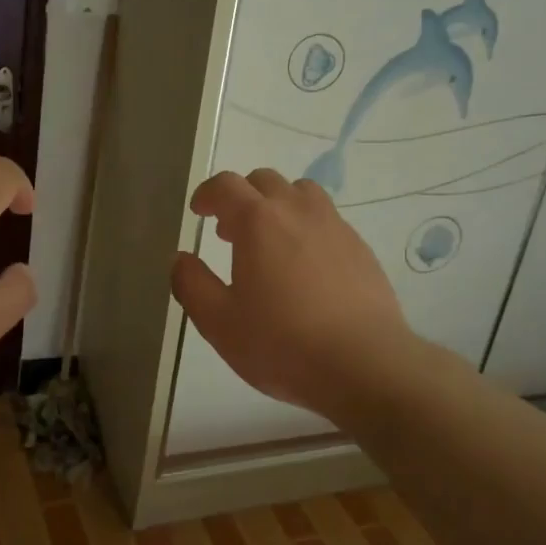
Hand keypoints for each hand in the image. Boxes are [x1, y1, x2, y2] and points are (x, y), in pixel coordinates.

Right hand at [171, 169, 413, 419]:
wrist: (364, 364)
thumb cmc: (282, 343)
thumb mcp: (219, 322)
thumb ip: (192, 284)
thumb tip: (182, 259)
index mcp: (258, 221)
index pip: (226, 185)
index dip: (207, 193)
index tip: (199, 211)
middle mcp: (298, 210)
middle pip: (265, 180)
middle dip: (242, 197)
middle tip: (230, 232)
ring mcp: (335, 226)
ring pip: (302, 193)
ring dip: (278, 205)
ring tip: (270, 241)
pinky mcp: (361, 248)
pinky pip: (327, 220)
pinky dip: (307, 227)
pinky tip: (306, 267)